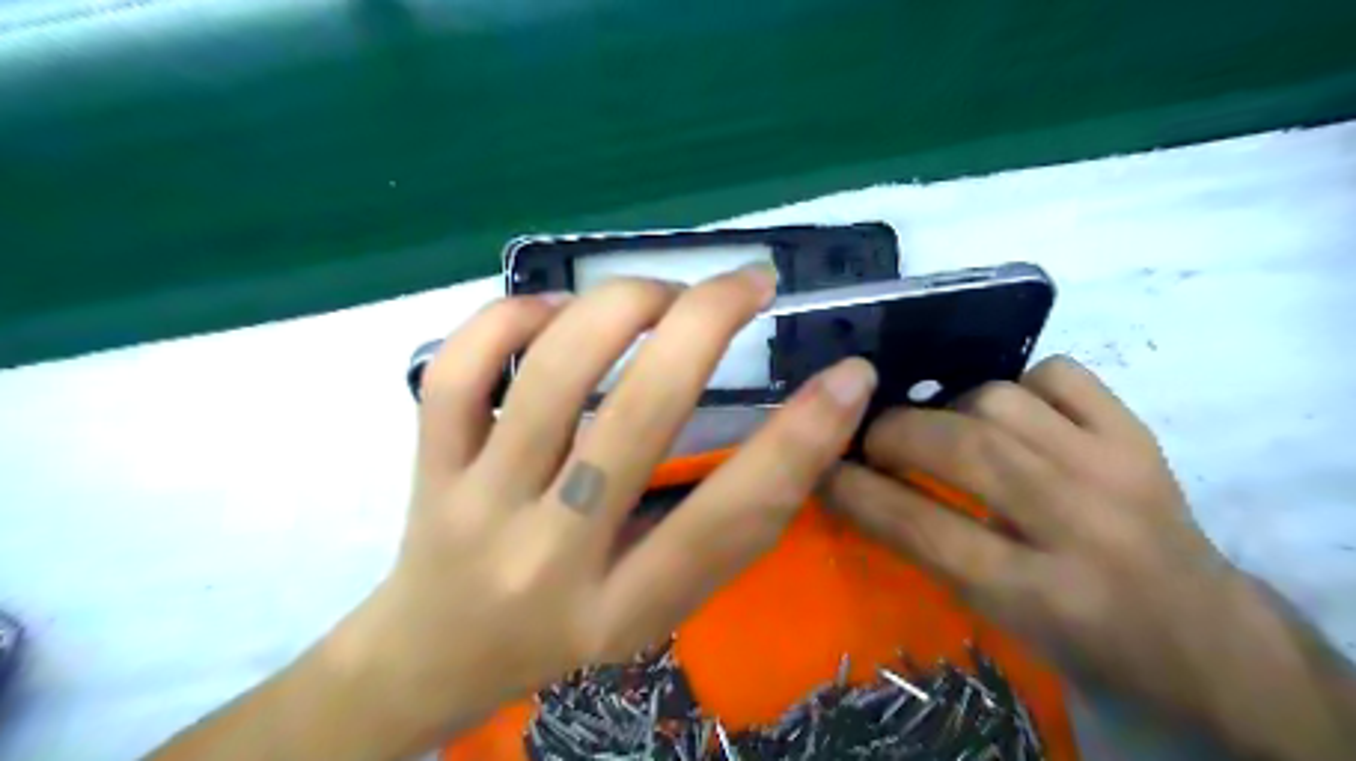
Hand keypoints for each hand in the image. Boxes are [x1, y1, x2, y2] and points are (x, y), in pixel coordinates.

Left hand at [334, 266, 872, 747]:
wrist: (439, 654)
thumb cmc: (570, 628)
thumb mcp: (659, 604)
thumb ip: (722, 528)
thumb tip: (802, 420)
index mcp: (625, 607)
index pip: (727, 520)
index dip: (800, 441)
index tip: (849, 376)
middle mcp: (549, 557)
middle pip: (634, 419)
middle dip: (704, 325)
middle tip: (749, 282)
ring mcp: (476, 504)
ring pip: (549, 376)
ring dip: (621, 306)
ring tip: (662, 294)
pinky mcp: (428, 466)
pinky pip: (459, 371)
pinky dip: (512, 316)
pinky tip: (556, 310)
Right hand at [826, 356, 1344, 760]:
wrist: (1207, 639)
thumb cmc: (1086, 643)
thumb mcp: (998, 621)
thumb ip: (929, 550)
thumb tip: (858, 485)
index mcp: (1038, 595)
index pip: (920, 528)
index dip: (855, 491)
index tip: (819, 468)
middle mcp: (1080, 525)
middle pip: (962, 449)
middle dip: (893, 434)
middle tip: (870, 439)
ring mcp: (1117, 469)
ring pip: (1002, 400)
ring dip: (952, 408)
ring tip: (943, 428)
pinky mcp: (1140, 435)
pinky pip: (1060, 374)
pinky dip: (1020, 382)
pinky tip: (1011, 412)